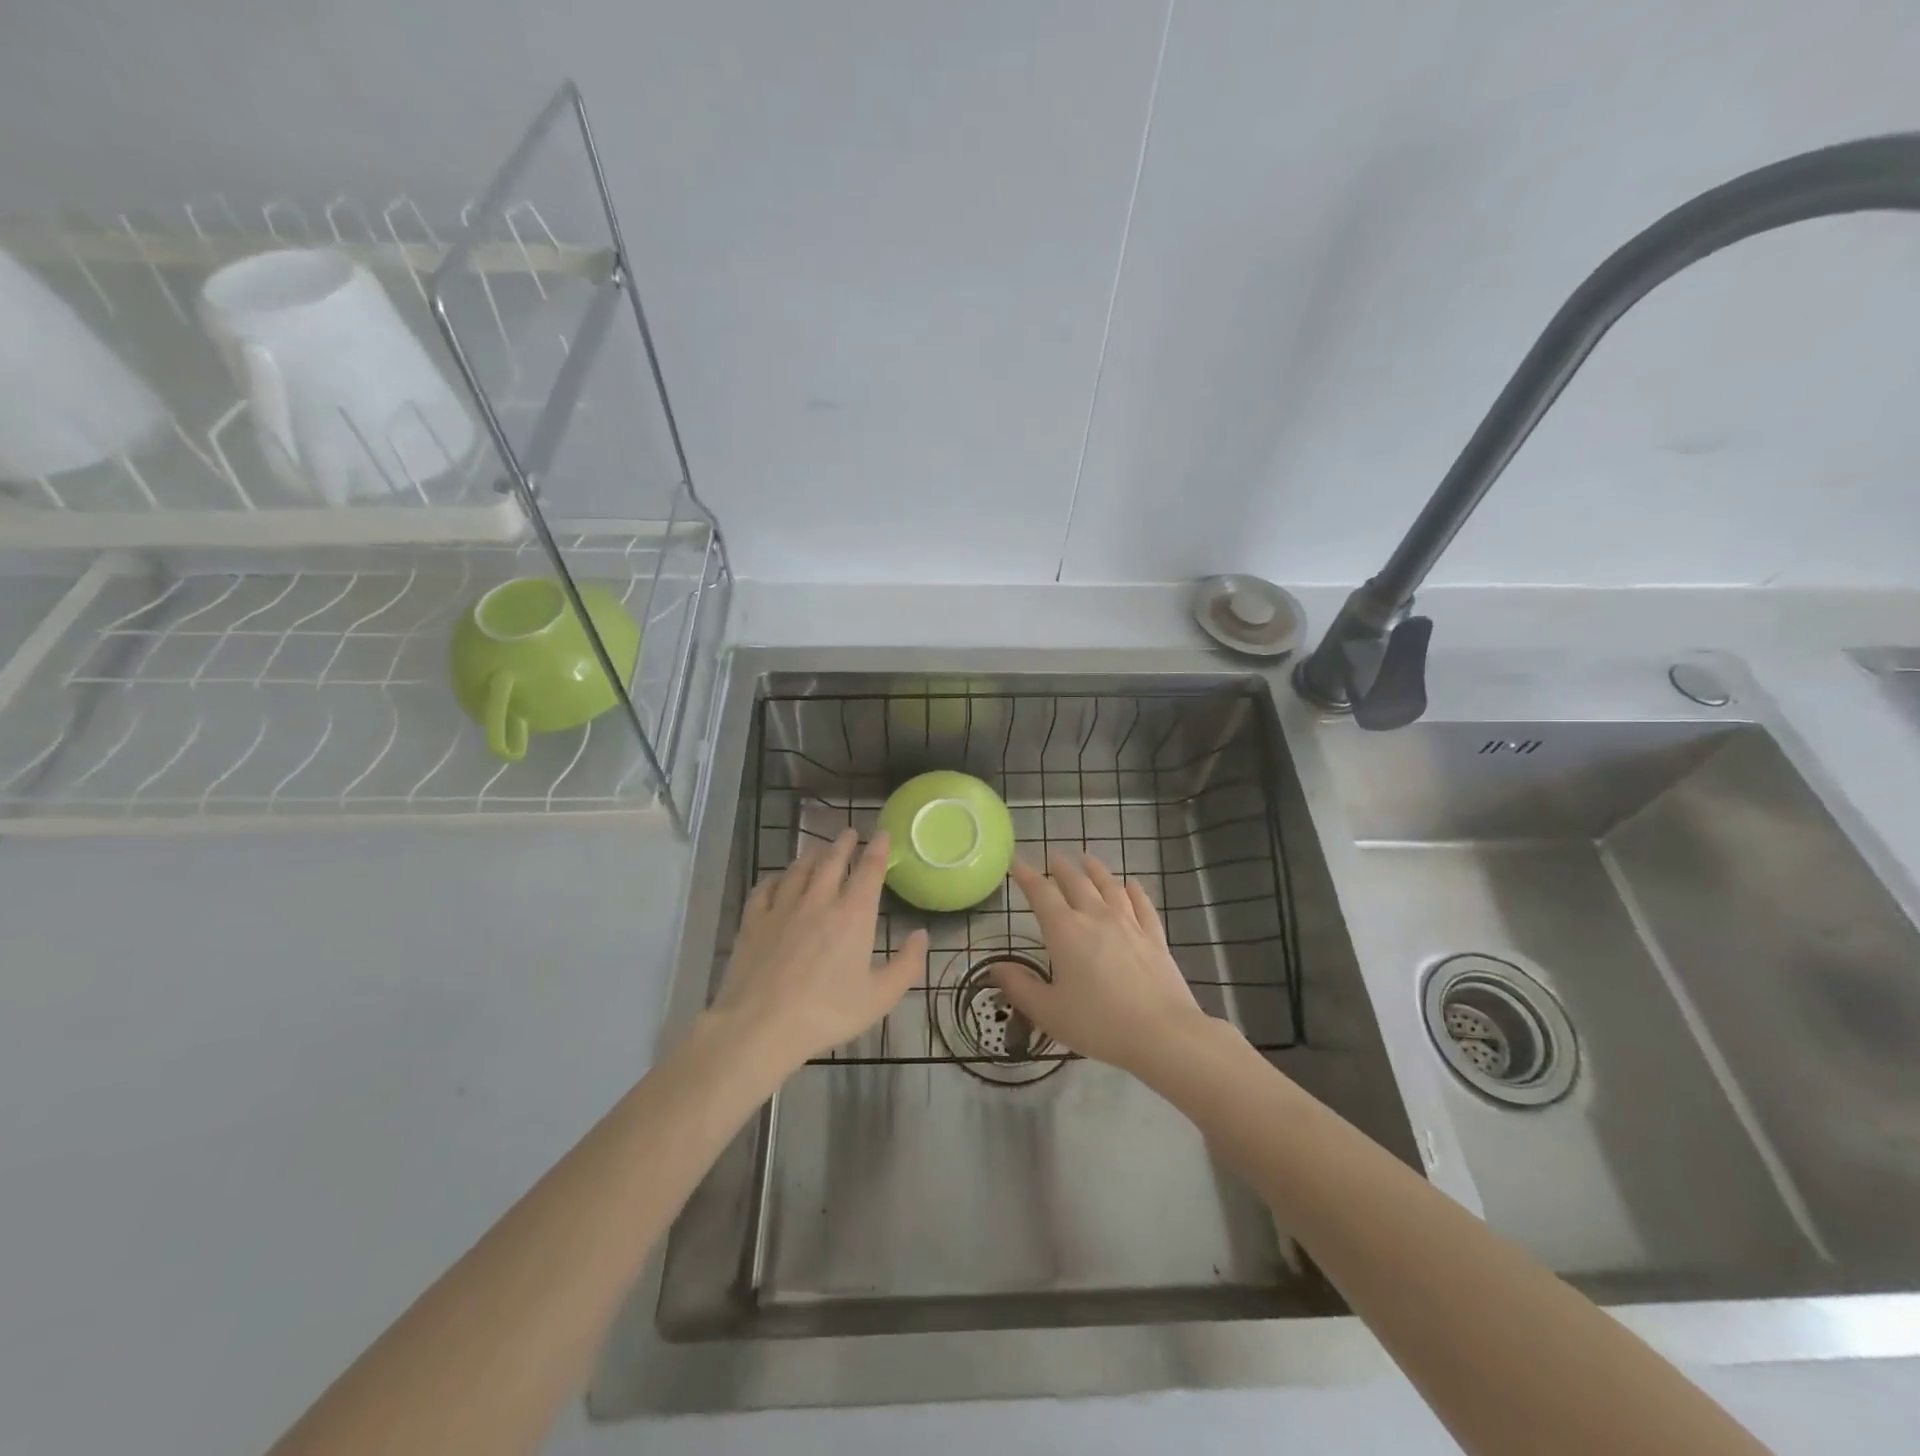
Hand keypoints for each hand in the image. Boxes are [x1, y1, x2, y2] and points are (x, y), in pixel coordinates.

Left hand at [708, 828, 927, 1069]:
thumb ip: (906, 964)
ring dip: (812, 854)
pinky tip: (778, 879)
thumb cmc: (827, 1013)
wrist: (761, 1025)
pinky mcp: (753, 920)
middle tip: (849, 832)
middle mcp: (819, 900)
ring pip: (799, 869)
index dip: (878, 849)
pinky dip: (776, 878)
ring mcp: (782, 907)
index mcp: (853, 915)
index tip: (882, 834)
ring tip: (818, 848)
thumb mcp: (880, 997)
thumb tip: (921, 934)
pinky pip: (765, 888)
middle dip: (844, 843)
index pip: (869, 870)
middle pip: (832, 860)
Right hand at [990, 851, 1209, 1073]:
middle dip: (1061, 868)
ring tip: (1087, 859)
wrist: (1161, 1033)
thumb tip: (995, 968)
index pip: (1041, 894)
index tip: (1017, 861)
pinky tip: (1131, 884)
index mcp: (1065, 931)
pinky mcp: (1154, 937)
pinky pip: (1142, 904)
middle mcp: (1096, 917)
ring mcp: (1129, 924)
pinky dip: (1134, 890)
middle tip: (1053, 856)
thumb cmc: (1097, 1023)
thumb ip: (1019, 987)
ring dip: (1096, 870)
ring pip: (1109, 886)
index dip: (1027, 876)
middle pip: (1076, 882)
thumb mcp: (1047, 1011)